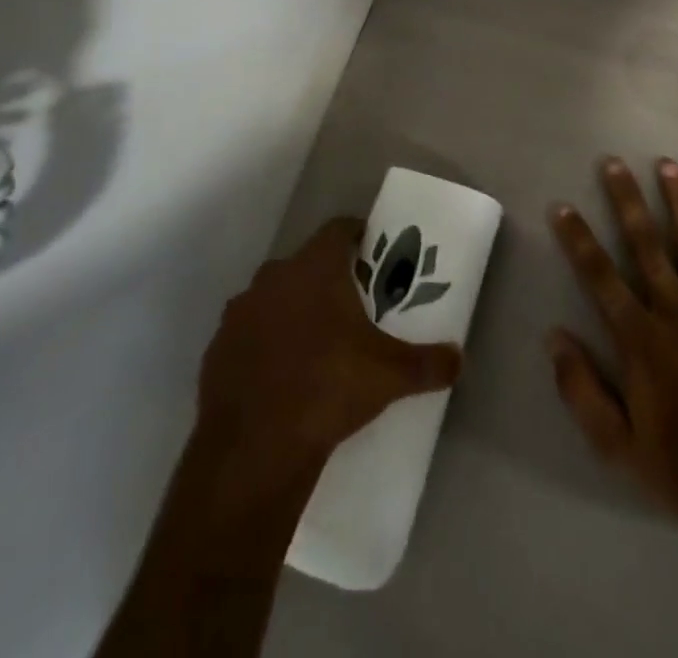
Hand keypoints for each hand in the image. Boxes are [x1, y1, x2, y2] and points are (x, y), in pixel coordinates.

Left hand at [198, 217, 462, 467]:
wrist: (254, 448)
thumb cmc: (328, 389)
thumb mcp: (390, 376)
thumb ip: (429, 362)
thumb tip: (460, 359)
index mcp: (314, 268)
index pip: (338, 230)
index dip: (357, 236)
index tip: (372, 254)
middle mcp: (273, 277)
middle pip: (305, 264)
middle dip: (326, 278)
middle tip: (350, 306)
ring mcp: (239, 312)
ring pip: (272, 297)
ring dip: (291, 310)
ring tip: (314, 343)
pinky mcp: (217, 349)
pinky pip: (247, 334)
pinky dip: (263, 344)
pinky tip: (279, 375)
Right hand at [548, 158, 677, 515]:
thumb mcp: (616, 442)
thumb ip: (580, 387)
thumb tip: (553, 337)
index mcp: (639, 336)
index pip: (599, 276)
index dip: (578, 239)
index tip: (562, 206)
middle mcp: (675, 309)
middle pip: (645, 244)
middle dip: (627, 200)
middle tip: (614, 162)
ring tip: (667, 164)